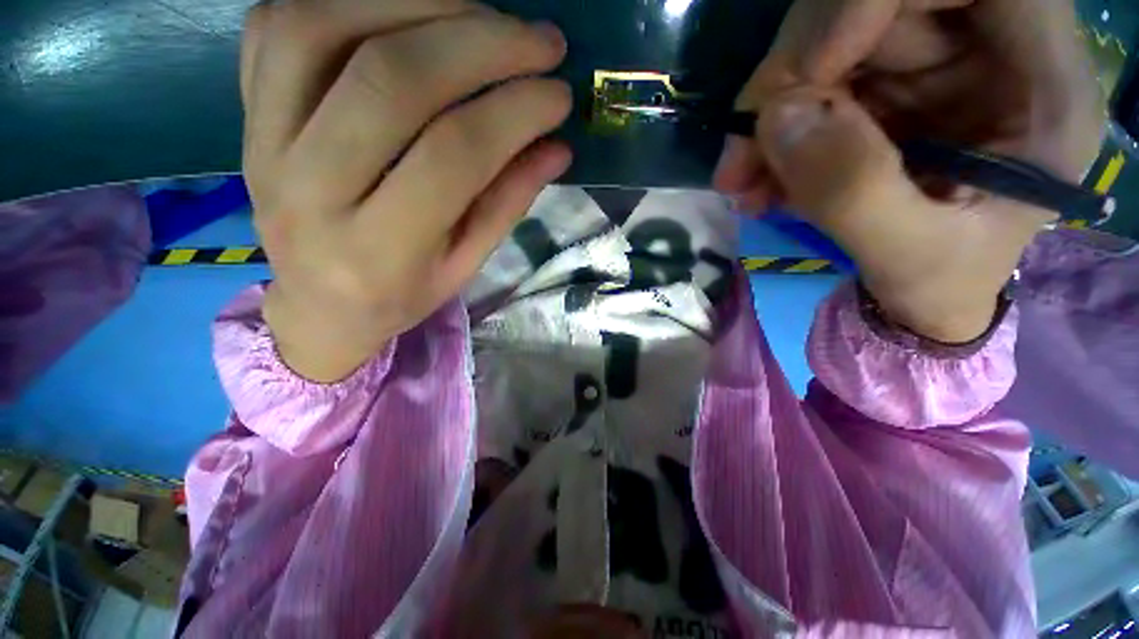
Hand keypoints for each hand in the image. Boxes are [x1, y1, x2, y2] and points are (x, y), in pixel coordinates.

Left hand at [241, 0, 571, 381]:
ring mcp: (262, 142)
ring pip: (325, 28)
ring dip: (420, 3)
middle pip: (393, 79)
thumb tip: (556, 148)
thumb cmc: (400, 294)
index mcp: (378, 250)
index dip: (515, 112)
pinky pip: (280, 24)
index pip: (454, 155)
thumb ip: (507, 205)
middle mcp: (309, 190)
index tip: (559, 95)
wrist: (318, 306)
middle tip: (540, 41)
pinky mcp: (245, 113)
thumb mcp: (464, 266)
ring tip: (484, 16)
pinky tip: (409, 12)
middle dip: (481, 43)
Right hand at [715, 0, 1103, 341]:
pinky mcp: (889, 85)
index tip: (799, 85)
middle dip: (795, 76)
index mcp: (1043, 85)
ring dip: (772, 112)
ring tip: (743, 184)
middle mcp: (993, 52)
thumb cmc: (942, 287)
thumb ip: (854, 192)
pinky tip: (760, 179)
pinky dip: (775, 129)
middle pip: (880, 6)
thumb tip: (776, 120)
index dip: (871, 6)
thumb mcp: (908, 257)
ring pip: (835, 42)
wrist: (925, 298)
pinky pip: (816, 82)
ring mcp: (936, 63)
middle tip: (741, 159)